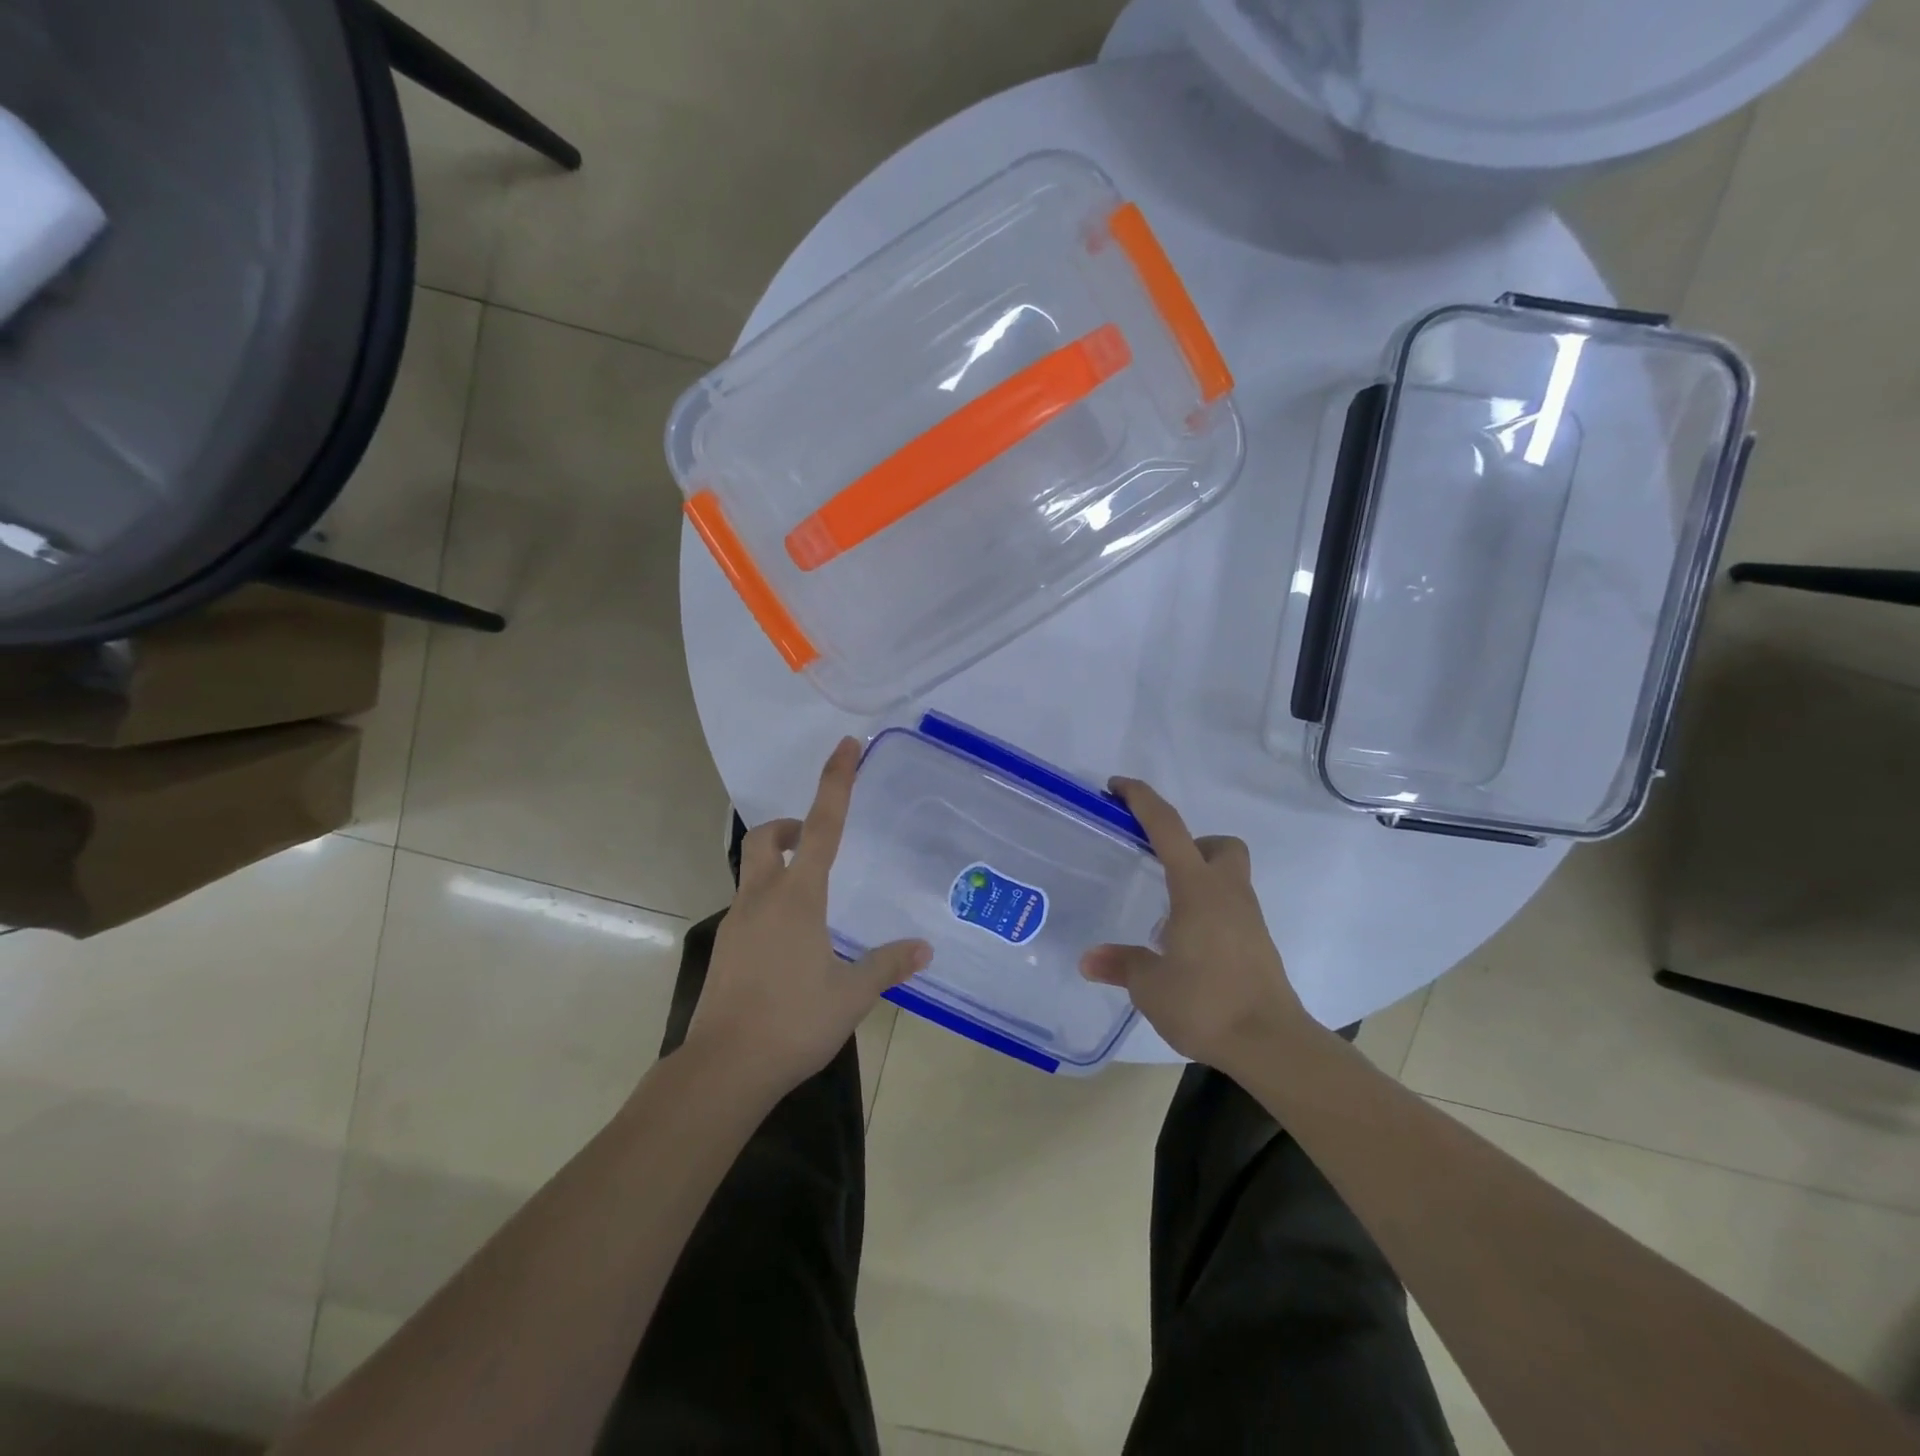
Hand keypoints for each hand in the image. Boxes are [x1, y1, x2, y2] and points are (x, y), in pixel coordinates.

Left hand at [683, 737, 929, 1096]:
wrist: (724, 1069)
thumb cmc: (793, 1022)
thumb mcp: (851, 994)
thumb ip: (887, 965)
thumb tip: (924, 949)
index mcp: (798, 897)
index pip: (823, 826)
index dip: (835, 782)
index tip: (845, 746)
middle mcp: (762, 898)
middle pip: (766, 839)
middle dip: (789, 828)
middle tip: (816, 843)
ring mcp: (737, 922)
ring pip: (752, 872)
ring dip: (779, 866)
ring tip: (814, 903)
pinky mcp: (726, 948)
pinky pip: (748, 907)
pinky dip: (770, 903)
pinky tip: (792, 944)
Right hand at [1080, 777, 1319, 1078]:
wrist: (1271, 1044)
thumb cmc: (1206, 1003)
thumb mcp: (1150, 986)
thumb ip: (1121, 964)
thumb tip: (1089, 959)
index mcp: (1197, 889)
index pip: (1168, 828)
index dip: (1142, 800)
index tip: (1117, 787)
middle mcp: (1227, 893)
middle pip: (1218, 845)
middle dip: (1190, 844)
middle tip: (1159, 868)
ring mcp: (1248, 918)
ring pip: (1228, 876)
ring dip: (1198, 879)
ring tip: (1165, 915)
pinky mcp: (1258, 943)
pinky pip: (1231, 908)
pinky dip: (1209, 911)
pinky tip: (1186, 944)